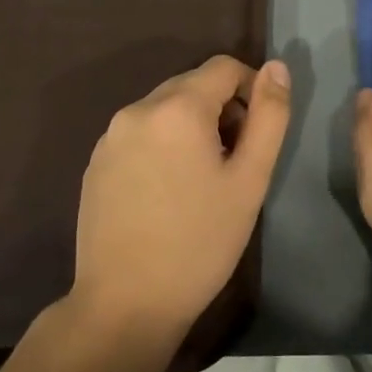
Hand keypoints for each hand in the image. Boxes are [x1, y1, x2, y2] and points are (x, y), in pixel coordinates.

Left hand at [71, 55, 291, 352]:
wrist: (125, 305)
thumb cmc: (200, 241)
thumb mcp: (250, 179)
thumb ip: (269, 115)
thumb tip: (277, 67)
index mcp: (177, 108)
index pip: (224, 67)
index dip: (251, 89)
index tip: (258, 132)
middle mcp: (137, 109)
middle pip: (192, 84)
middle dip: (221, 109)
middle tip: (235, 160)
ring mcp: (110, 136)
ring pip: (165, 108)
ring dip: (191, 126)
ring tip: (202, 179)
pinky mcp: (95, 162)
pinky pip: (140, 133)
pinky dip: (163, 144)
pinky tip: (168, 191)